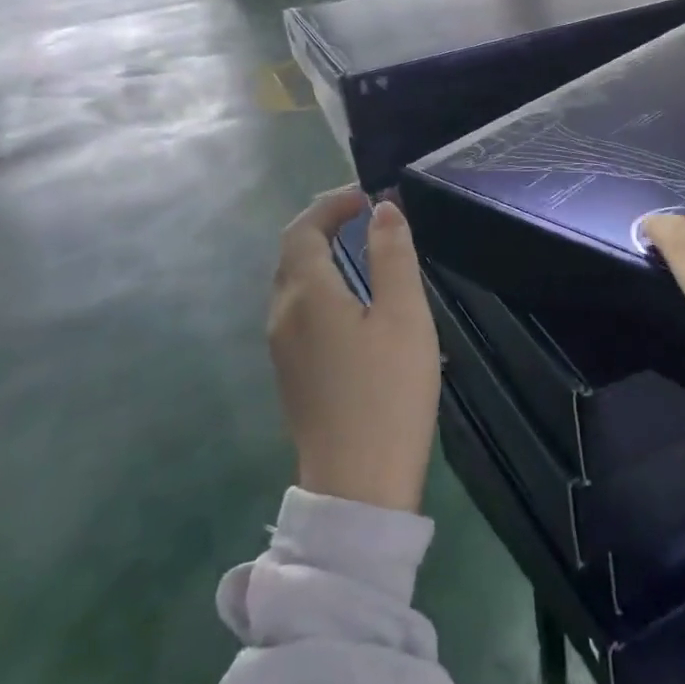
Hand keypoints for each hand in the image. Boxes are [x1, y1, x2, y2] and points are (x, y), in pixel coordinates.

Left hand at [269, 189, 440, 513]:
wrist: (357, 487)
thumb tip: (383, 210)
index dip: (330, 205)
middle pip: (291, 253)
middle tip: (362, 216)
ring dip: (319, 256)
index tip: (364, 196)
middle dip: (322, 225)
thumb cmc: (387, 392)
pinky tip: (350, 302)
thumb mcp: (403, 315)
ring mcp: (281, 348)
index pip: (303, 229)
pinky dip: (319, 286)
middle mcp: (282, 314)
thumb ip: (392, 255)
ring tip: (360, 250)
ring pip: (292, 284)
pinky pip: (297, 311)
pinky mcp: (290, 374)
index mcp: (306, 293)